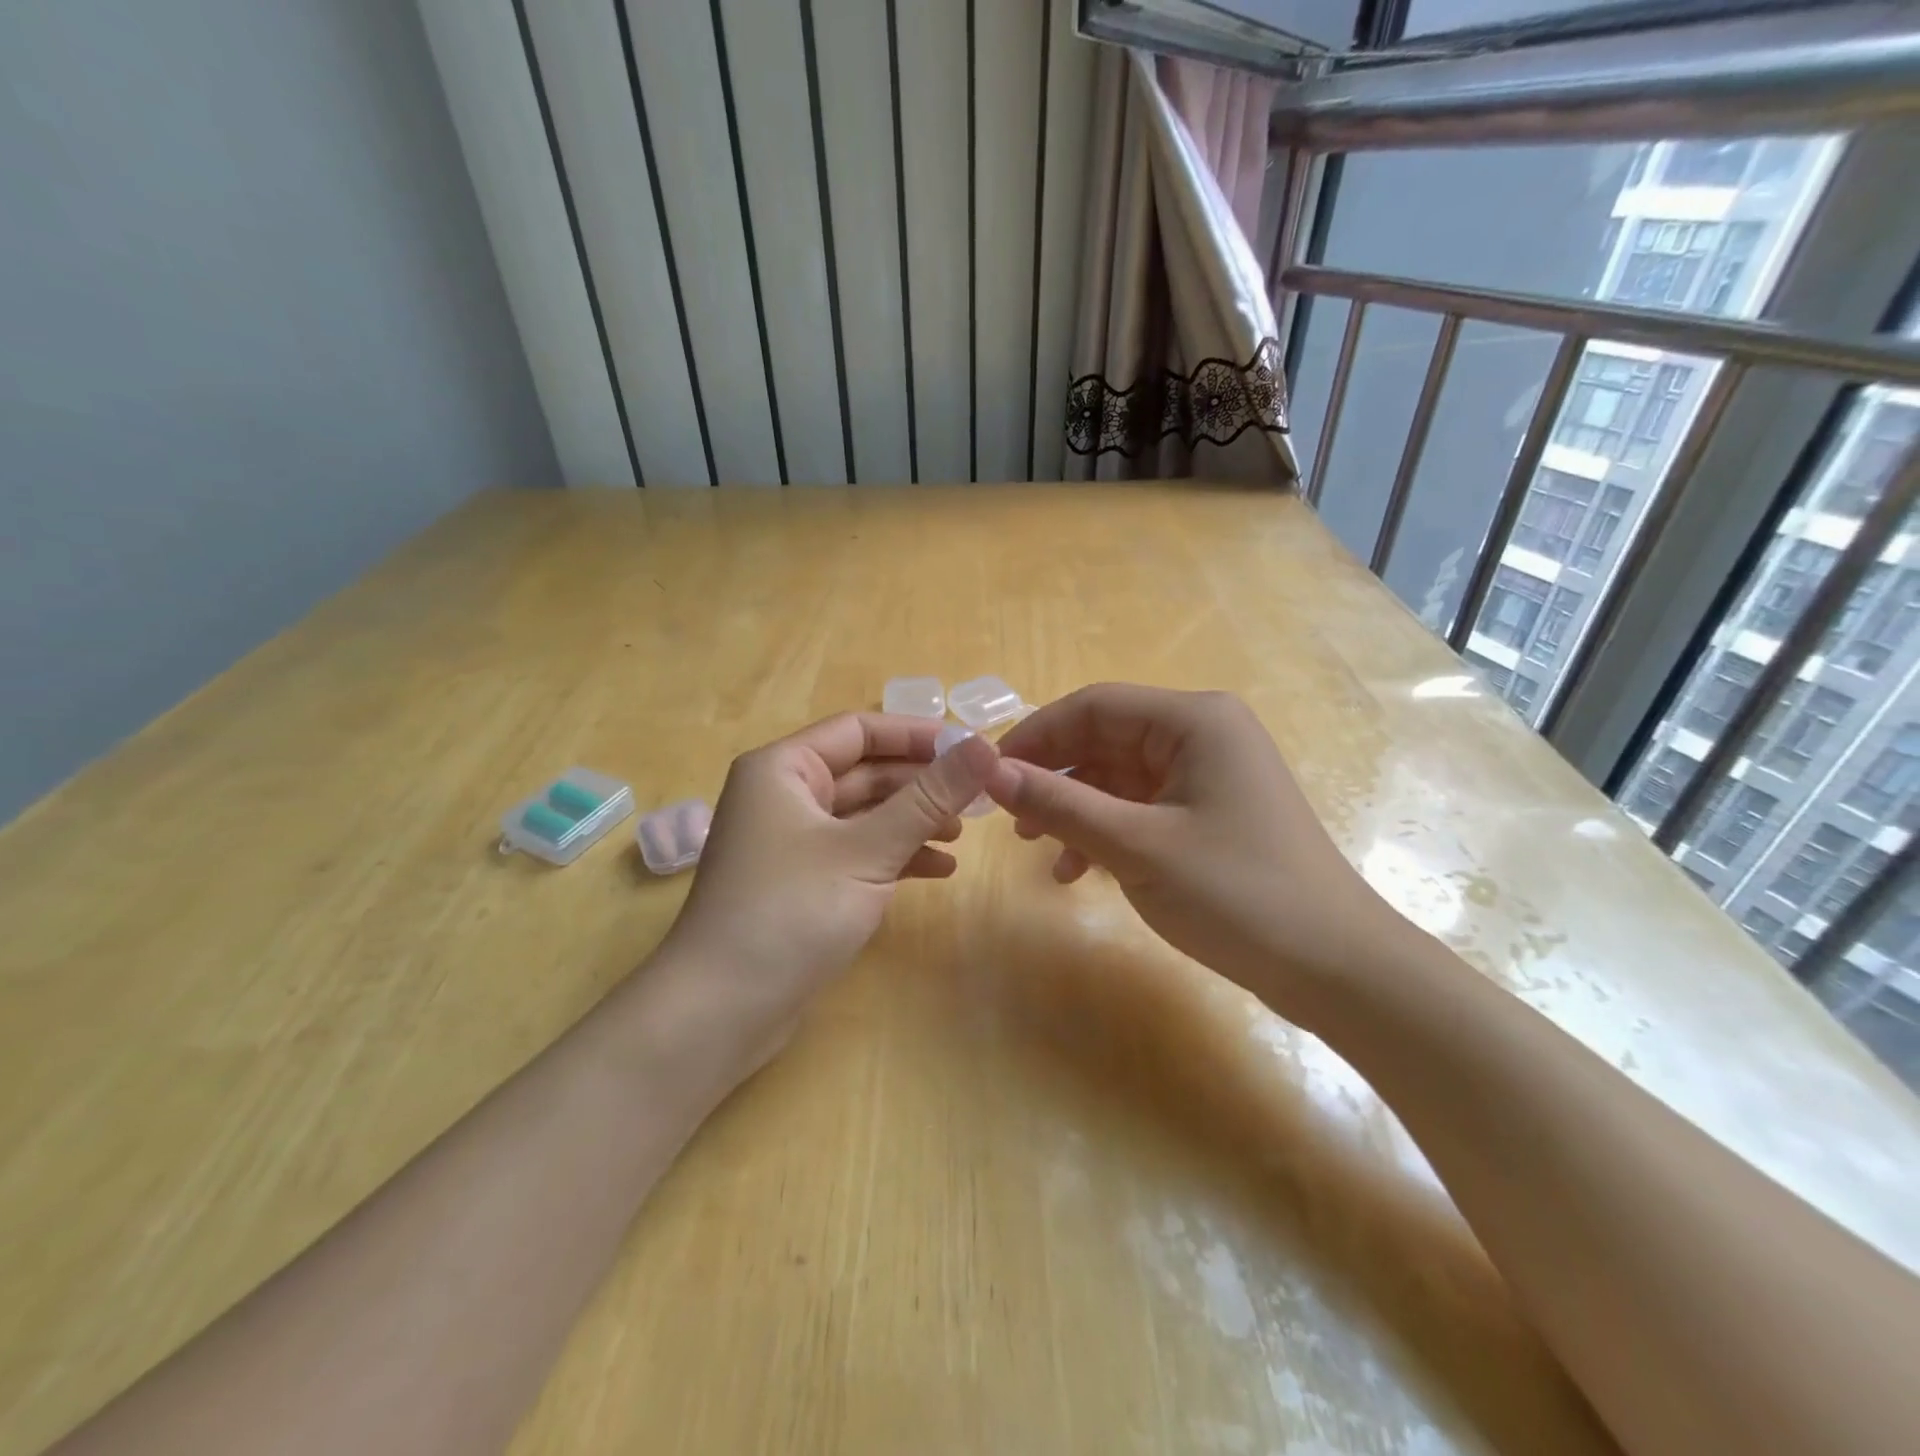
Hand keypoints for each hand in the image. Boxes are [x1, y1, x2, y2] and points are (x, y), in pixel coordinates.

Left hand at [654, 712, 999, 1076]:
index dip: (917, 735)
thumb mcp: (869, 849)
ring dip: (913, 821)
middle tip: (977, 797)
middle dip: (920, 784)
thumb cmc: (791, 911)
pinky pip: (856, 852)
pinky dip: (895, 856)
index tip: (972, 747)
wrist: (722, 1011)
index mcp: (783, 769)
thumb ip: (929, 797)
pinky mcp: (802, 883)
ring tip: (961, 836)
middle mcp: (783, 796)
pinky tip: (938, 870)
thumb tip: (985, 745)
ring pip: (864, 815)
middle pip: (865, 772)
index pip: (859, 730)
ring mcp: (791, 842)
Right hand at [986, 684, 1408, 1022]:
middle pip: (1105, 739)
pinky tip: (1076, 871)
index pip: (1093, 705)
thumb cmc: (1237, 893)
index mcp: (1194, 720)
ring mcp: (1209, 775)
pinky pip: (1141, 807)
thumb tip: (990, 772)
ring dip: (1074, 808)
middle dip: (1054, 775)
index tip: (988, 773)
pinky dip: (1105, 831)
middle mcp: (1203, 734)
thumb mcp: (1137, 847)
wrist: (1336, 968)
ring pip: (1118, 777)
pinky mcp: (1210, 813)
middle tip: (1006, 815)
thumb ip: (1059, 804)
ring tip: (1034, 845)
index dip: (1035, 735)